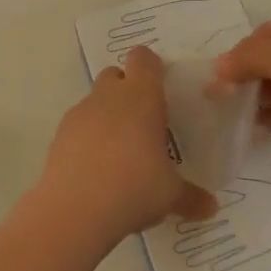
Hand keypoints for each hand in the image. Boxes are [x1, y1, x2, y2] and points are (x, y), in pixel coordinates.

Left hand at [29, 46, 216, 245]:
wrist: (74, 211)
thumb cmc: (134, 188)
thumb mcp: (170, 195)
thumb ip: (191, 197)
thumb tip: (211, 207)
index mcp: (141, 97)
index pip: (143, 59)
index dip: (152, 67)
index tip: (162, 88)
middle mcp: (108, 97)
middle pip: (115, 74)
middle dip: (127, 90)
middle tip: (144, 122)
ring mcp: (79, 114)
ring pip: (95, 100)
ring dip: (107, 116)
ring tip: (120, 153)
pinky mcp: (59, 135)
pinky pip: (78, 126)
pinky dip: (87, 138)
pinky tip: (97, 169)